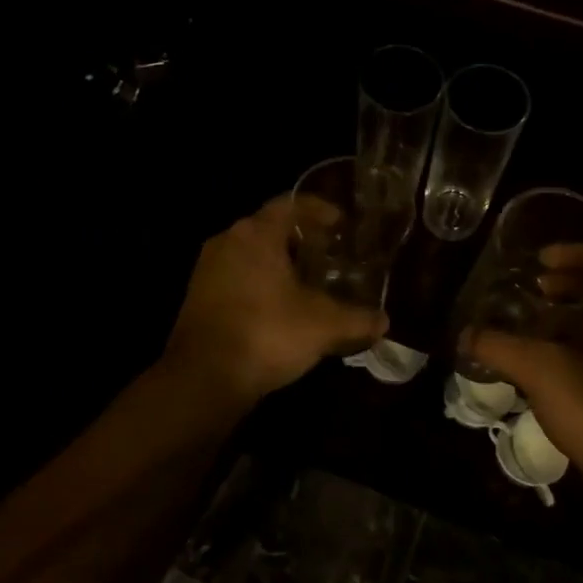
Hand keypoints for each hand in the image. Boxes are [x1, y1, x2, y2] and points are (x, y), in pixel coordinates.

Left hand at [162, 194, 388, 405]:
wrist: (204, 378)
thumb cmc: (267, 334)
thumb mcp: (323, 326)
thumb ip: (358, 319)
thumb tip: (384, 321)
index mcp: (256, 234)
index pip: (290, 204)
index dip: (319, 210)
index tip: (341, 224)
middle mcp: (227, 241)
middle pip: (269, 228)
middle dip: (301, 240)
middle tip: (330, 255)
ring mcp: (207, 269)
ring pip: (251, 255)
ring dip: (279, 264)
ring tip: (308, 283)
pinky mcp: (198, 297)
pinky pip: (236, 278)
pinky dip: (260, 284)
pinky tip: (280, 308)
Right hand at [469, 257, 582, 518]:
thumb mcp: (541, 372)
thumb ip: (499, 347)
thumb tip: (465, 334)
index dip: (566, 254)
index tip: (535, 261)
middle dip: (563, 289)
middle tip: (528, 293)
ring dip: (567, 320)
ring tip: (530, 328)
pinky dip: (577, 347)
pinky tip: (548, 367)